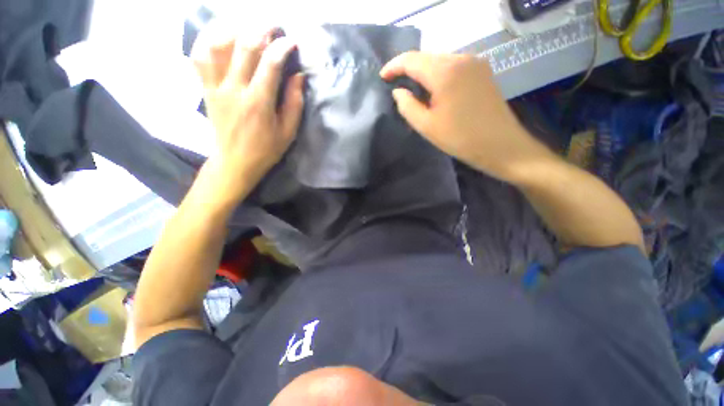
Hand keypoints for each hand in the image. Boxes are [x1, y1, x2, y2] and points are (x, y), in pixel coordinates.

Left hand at [191, 25, 304, 204]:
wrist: (235, 162)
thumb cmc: (266, 150)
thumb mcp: (288, 132)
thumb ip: (294, 103)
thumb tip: (298, 77)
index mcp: (259, 102)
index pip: (270, 63)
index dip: (283, 47)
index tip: (293, 42)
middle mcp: (235, 89)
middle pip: (245, 46)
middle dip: (262, 30)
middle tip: (275, 28)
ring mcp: (216, 87)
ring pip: (218, 44)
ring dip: (235, 29)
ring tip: (249, 27)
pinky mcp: (206, 89)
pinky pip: (200, 56)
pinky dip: (208, 39)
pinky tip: (221, 34)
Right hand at [380, 52, 552, 181]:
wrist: (501, 145)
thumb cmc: (460, 139)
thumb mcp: (426, 126)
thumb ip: (407, 106)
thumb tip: (398, 91)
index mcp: (445, 72)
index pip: (412, 59)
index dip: (394, 66)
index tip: (383, 77)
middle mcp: (461, 58)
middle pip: (426, 57)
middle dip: (408, 70)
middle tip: (396, 85)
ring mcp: (475, 63)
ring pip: (440, 61)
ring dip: (423, 73)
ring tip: (413, 90)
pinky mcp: (482, 71)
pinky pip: (453, 67)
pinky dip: (438, 75)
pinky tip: (434, 90)